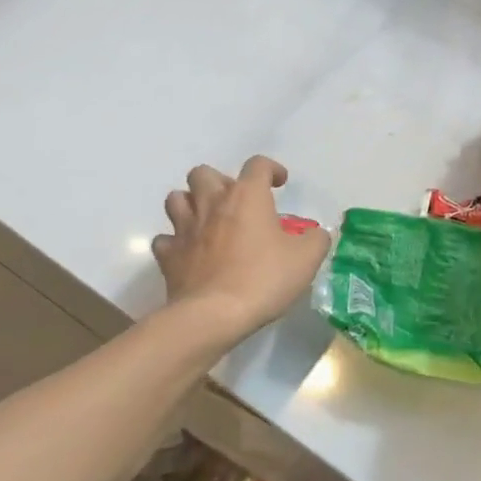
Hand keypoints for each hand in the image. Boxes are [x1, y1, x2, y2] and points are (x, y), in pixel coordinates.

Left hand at [152, 156, 329, 340]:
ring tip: (207, 220)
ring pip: (176, 199)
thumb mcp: (306, 259)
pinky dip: (175, 242)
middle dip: (219, 181)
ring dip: (190, 204)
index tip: (279, 183)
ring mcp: (184, 228)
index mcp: (247, 196)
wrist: (214, 315)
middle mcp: (211, 203)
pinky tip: (188, 253)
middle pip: (203, 173)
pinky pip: (165, 239)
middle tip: (235, 203)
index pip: (257, 165)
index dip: (271, 169)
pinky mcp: (168, 256)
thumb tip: (315, 234)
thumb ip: (315, 239)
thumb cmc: (264, 279)